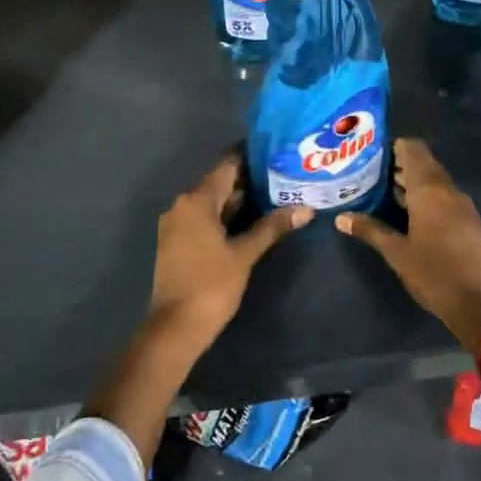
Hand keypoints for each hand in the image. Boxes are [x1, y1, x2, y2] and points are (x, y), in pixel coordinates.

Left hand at [147, 151, 311, 355]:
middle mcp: (183, 205)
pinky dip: (226, 216)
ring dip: (240, 200)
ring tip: (275, 196)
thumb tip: (306, 209)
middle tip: (284, 176)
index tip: (277, 152)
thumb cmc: (211, 285)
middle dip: (250, 181)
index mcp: (196, 200)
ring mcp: (177, 224)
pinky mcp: (177, 242)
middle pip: (220, 183)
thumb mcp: (244, 255)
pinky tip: (252, 221)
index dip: (252, 157)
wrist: (175, 328)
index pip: (227, 166)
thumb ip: (272, 227)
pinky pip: (205, 219)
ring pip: (213, 202)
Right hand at [337, 138, 480, 351]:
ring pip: (434, 181)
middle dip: (398, 165)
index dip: (393, 146)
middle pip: (423, 163)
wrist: (480, 304)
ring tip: (381, 191)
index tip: (370, 153)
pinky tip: (406, 212)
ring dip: (411, 182)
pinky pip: (443, 196)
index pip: (413, 149)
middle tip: (369, 173)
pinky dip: (424, 197)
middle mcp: (448, 190)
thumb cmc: (434, 274)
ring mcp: (462, 205)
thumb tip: (341, 218)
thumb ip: (370, 230)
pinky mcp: (468, 221)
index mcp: (430, 190)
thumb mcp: (397, 253)